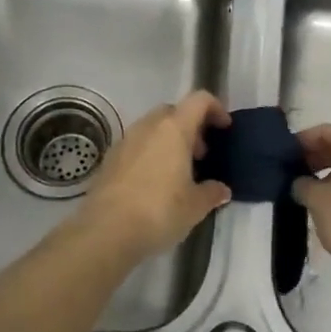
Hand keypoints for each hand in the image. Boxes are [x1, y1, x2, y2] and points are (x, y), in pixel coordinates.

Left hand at [78, 91, 232, 261]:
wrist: (106, 230)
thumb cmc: (159, 211)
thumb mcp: (195, 206)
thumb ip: (211, 193)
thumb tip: (221, 190)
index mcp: (173, 129)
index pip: (198, 100)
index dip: (215, 108)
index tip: (224, 128)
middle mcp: (148, 126)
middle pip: (173, 111)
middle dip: (190, 126)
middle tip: (201, 154)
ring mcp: (125, 140)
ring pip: (152, 128)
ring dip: (168, 140)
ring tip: (178, 171)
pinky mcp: (109, 158)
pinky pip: (136, 145)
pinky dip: (149, 153)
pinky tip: (153, 182)